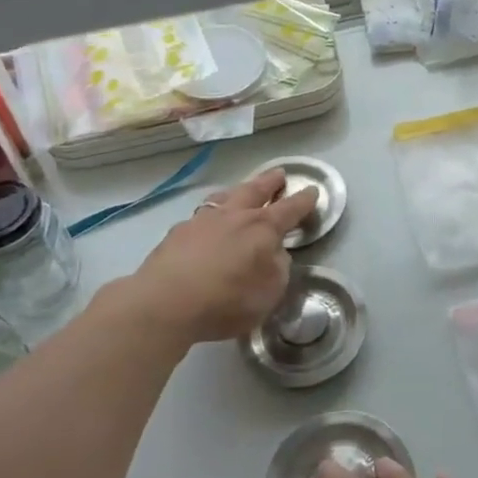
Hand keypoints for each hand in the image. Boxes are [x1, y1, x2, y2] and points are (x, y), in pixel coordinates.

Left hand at [119, 169, 318, 343]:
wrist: (165, 303)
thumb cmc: (226, 299)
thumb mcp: (269, 293)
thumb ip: (277, 269)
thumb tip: (274, 254)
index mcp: (262, 228)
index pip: (290, 209)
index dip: (304, 200)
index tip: (312, 190)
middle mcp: (234, 216)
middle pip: (255, 190)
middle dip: (270, 182)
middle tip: (279, 174)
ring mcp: (202, 221)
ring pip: (224, 197)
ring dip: (237, 192)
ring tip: (240, 191)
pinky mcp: (177, 233)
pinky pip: (201, 217)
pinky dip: (210, 216)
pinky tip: (206, 225)